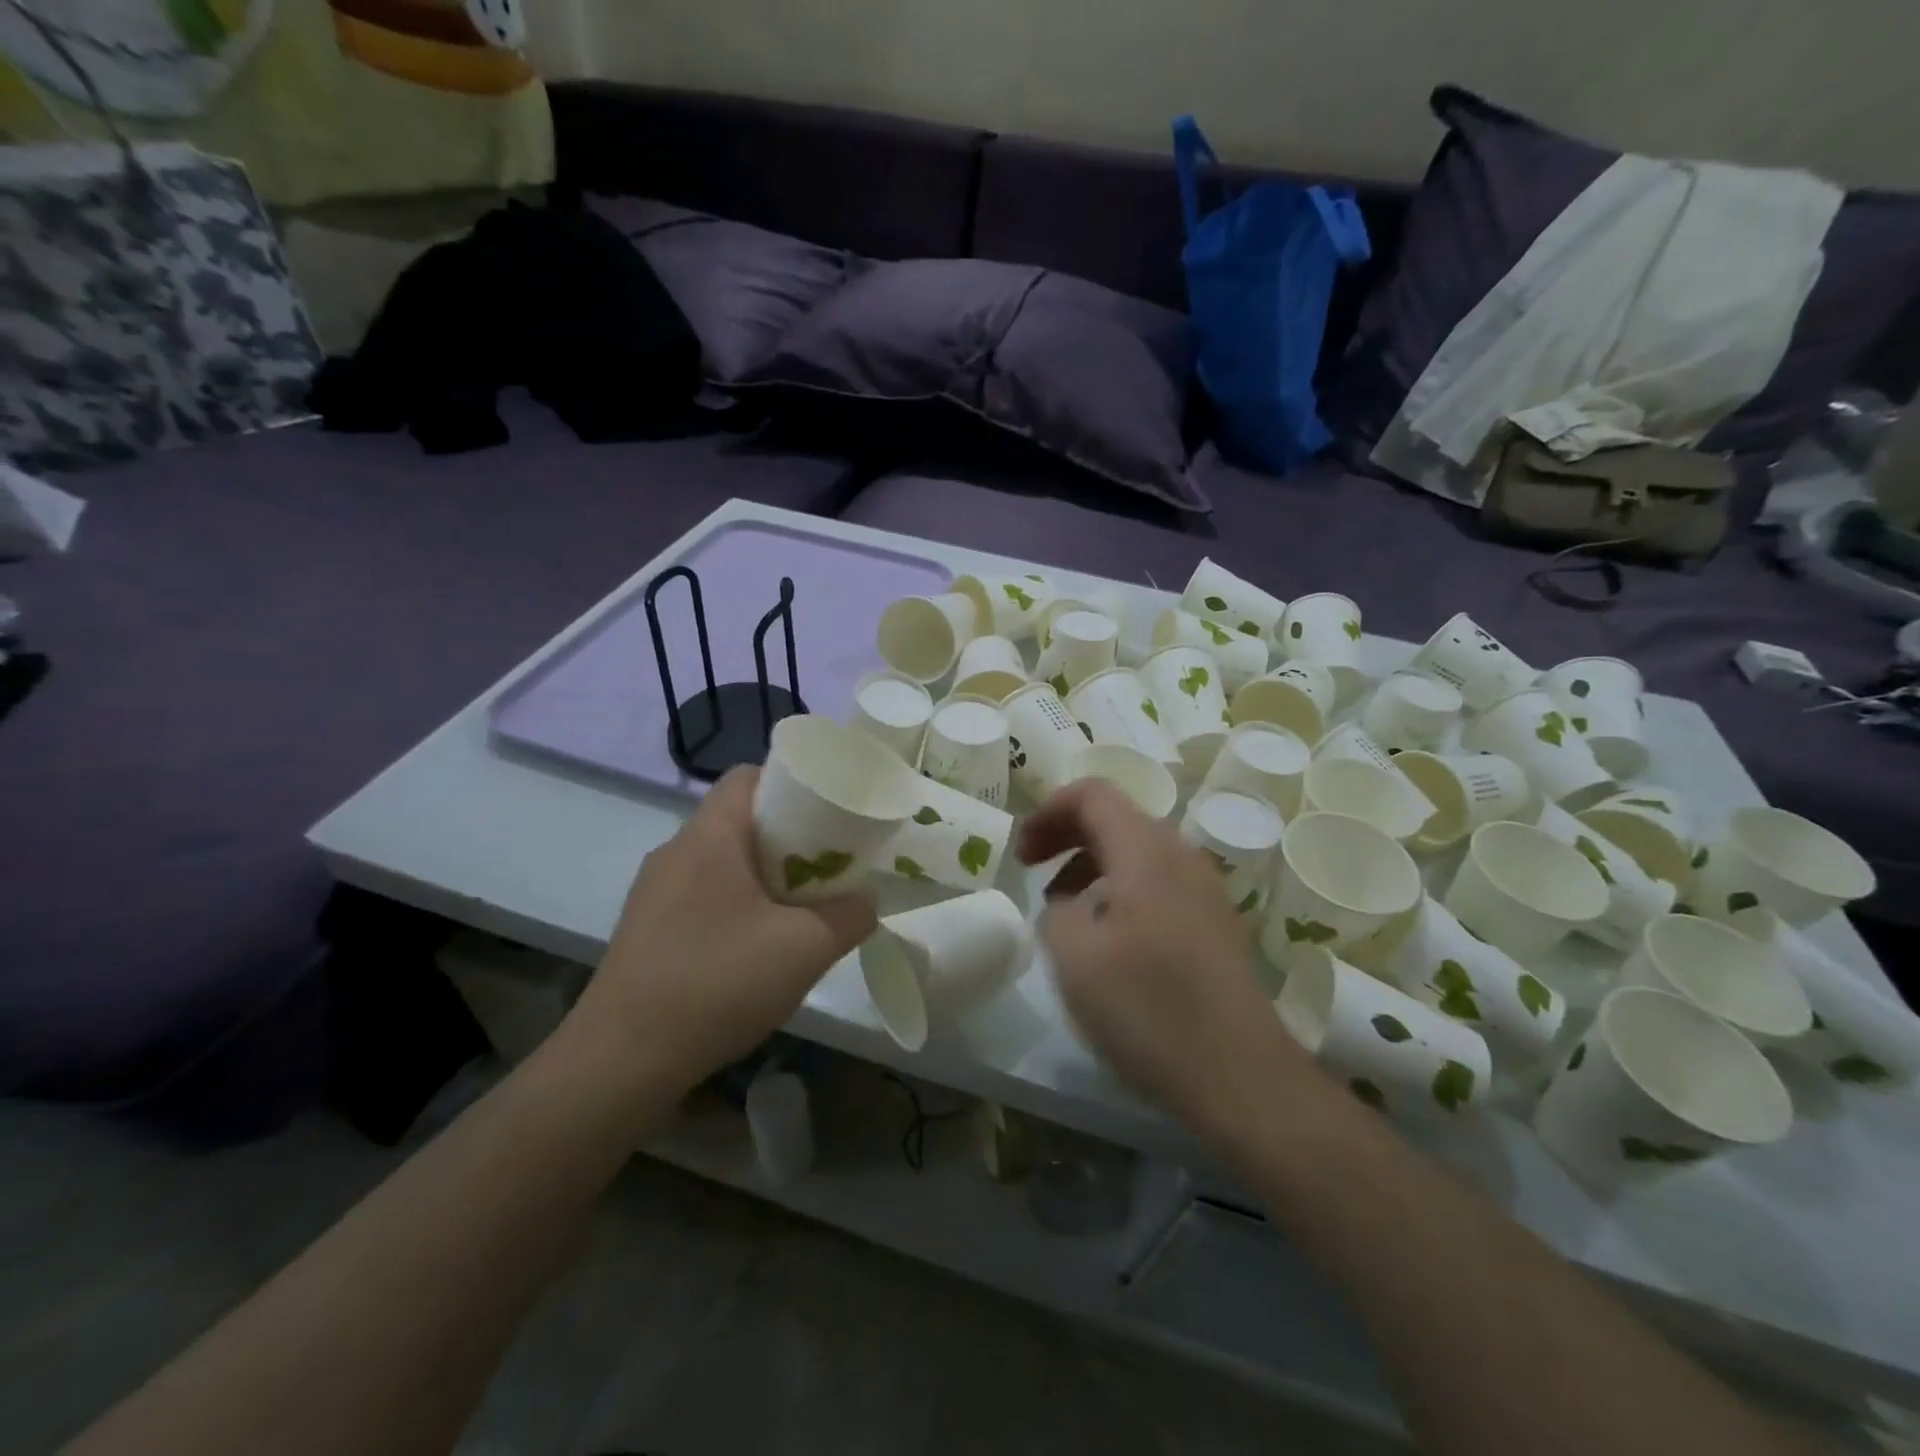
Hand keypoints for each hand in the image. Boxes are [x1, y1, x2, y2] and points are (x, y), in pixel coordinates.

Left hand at [568, 767, 876, 1095]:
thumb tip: (866, 902)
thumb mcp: (806, 948)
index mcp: (708, 836)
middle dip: (789, 838)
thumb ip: (850, 916)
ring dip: (764, 877)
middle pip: (739, 820)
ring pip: (722, 862)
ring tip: (801, 909)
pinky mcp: (645, 931)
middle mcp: (674, 852)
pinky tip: (756, 949)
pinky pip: (702, 897)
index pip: (748, 776)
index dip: (792, 783)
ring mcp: (653, 893)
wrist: (620, 1062)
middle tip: (828, 866)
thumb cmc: (717, 983)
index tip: (829, 814)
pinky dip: (736, 906)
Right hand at [1018, 780, 1311, 1136]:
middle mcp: (1181, 855)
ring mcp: (1205, 889)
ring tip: (1062, 908)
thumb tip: (1066, 903)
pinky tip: (1107, 937)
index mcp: (1146, 850)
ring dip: (1091, 864)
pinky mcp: (1215, 923)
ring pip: (1137, 852)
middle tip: (1030, 869)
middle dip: (1066, 834)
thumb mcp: (1076, 957)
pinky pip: (1158, 882)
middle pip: (1116, 817)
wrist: (1241, 1075)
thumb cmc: (1149, 1009)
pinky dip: (1120, 889)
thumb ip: (1056, 911)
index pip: (1093, 794)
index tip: (1022, 853)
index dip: (1049, 810)